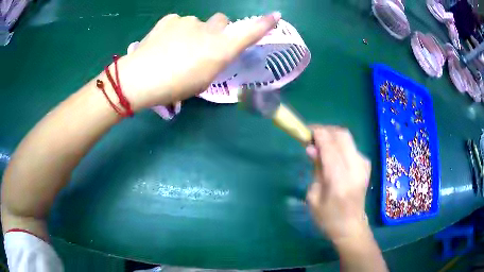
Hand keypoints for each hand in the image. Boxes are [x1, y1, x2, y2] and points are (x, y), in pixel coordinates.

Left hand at [115, 12, 280, 110]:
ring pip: (198, 22)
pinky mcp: (170, 19)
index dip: (264, 24)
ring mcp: (188, 21)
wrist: (139, 78)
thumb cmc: (174, 87)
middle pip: (221, 21)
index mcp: (219, 50)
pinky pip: (179, 22)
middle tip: (201, 46)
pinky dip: (176, 30)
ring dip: (193, 32)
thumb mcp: (202, 81)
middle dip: (216, 30)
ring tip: (174, 49)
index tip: (275, 16)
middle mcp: (209, 30)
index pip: (248, 32)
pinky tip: (163, 43)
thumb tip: (215, 50)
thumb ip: (215, 61)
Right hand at [305, 125, 370, 242]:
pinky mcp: (366, 165)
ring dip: (332, 136)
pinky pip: (351, 146)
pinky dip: (340, 144)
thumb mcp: (314, 197)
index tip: (306, 131)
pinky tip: (332, 153)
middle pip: (342, 135)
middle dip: (326, 130)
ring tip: (320, 145)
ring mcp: (363, 166)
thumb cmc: (328, 218)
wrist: (351, 227)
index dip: (318, 134)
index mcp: (340, 181)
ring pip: (348, 138)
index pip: (330, 147)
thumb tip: (312, 148)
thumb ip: (316, 169)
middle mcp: (355, 169)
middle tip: (312, 136)